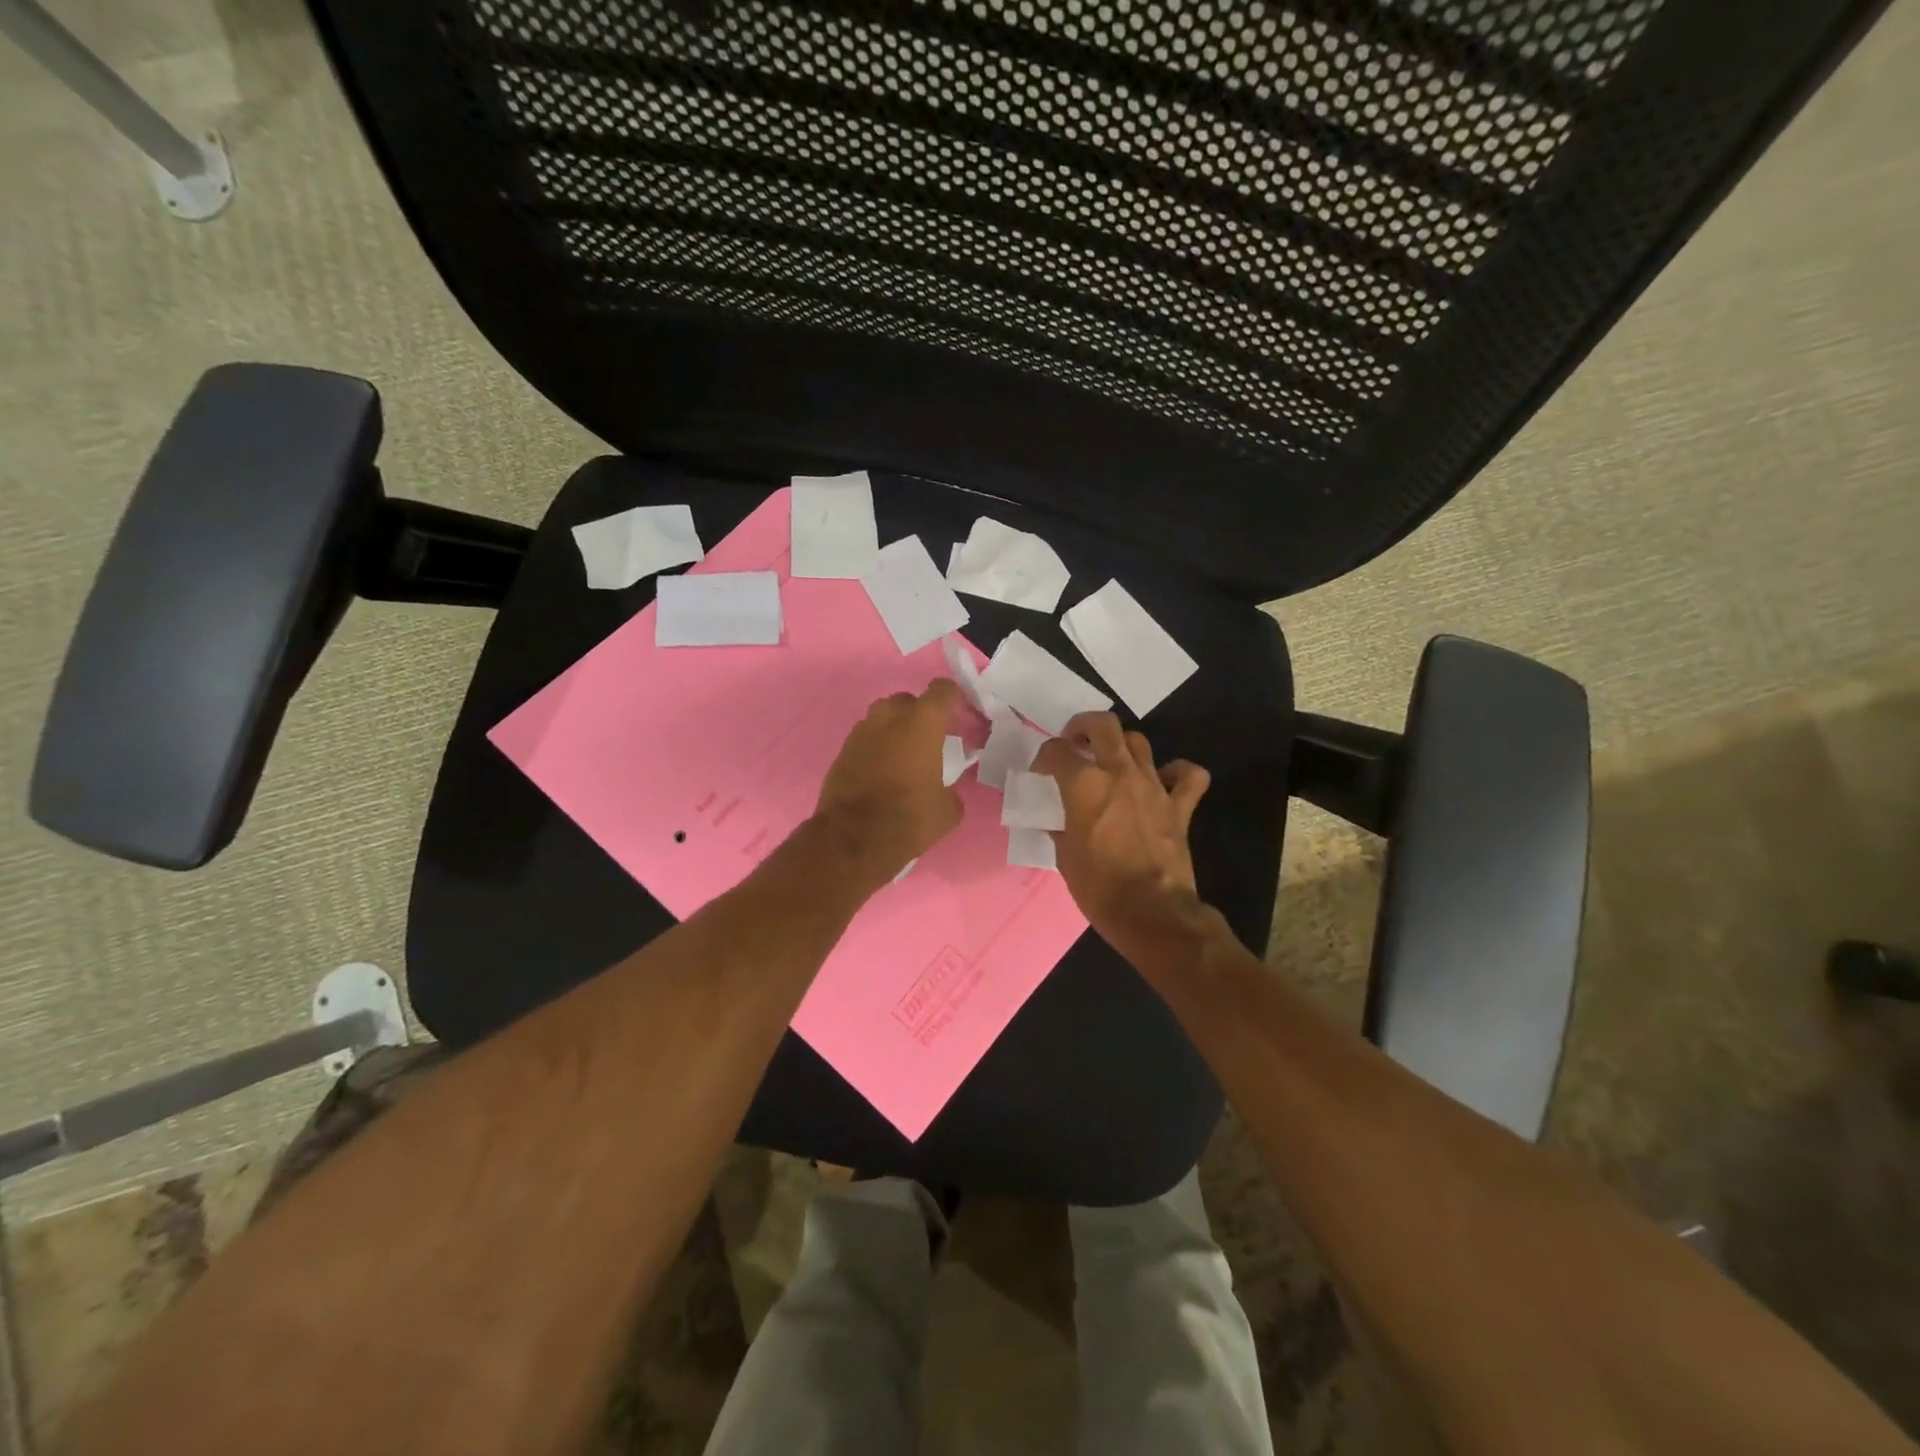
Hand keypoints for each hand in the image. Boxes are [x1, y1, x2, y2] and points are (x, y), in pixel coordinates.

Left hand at [814, 679, 967, 886]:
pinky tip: (884, 772)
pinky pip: (867, 739)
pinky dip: (877, 748)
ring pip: (884, 718)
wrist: (852, 839)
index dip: (954, 700)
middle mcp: (889, 716)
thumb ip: (952, 787)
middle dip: (922, 716)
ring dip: (896, 730)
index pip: (942, 690)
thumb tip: (944, 789)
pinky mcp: (843, 750)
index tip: (961, 718)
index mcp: (922, 722)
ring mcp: (861, 731)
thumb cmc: (909, 818)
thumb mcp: (949, 809)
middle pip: (910, 701)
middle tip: (932, 741)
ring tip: (906, 757)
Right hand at [1032, 712, 1210, 955]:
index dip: (1044, 757)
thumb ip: (1059, 826)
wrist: (1151, 912)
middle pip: (1103, 725)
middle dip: (1083, 726)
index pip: (1056, 751)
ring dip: (1121, 745)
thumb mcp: (1064, 855)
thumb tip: (1057, 819)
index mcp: (1084, 784)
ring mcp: (1154, 786)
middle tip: (1075, 742)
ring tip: (1111, 760)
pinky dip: (1178, 772)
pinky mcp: (1179, 806)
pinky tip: (1164, 780)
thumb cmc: (1098, 887)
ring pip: (1139, 742)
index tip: (1041, 772)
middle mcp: (1119, 773)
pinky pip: (1188, 776)